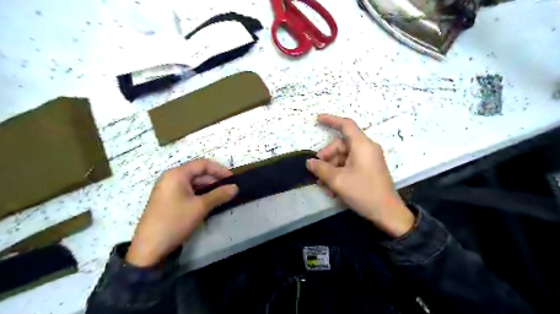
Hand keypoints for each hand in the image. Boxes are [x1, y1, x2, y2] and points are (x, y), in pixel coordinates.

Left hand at [126, 161, 236, 266]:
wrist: (149, 248)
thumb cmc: (175, 221)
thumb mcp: (200, 207)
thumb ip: (219, 194)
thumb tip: (236, 187)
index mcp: (177, 174)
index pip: (202, 164)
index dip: (219, 169)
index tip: (232, 178)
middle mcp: (171, 178)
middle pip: (197, 172)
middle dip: (214, 179)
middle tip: (229, 188)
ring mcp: (168, 189)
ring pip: (193, 183)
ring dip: (208, 187)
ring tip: (222, 195)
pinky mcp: (168, 199)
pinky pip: (187, 191)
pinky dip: (200, 194)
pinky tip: (209, 202)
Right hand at [308, 114, 411, 236]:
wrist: (387, 213)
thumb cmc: (363, 192)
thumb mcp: (338, 180)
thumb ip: (321, 168)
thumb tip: (309, 162)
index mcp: (362, 145)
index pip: (346, 125)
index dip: (331, 120)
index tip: (317, 119)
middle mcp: (367, 148)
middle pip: (341, 145)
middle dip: (327, 156)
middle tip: (317, 171)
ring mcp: (369, 159)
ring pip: (344, 157)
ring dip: (331, 168)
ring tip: (323, 183)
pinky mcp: (369, 169)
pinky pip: (350, 165)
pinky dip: (340, 172)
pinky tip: (332, 187)